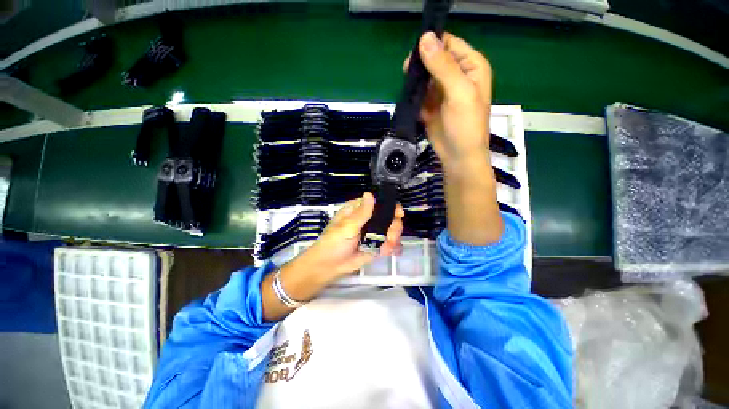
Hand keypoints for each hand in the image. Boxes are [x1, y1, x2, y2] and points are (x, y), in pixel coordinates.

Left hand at [294, 192, 404, 278]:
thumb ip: (362, 213)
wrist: (329, 266)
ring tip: (386, 245)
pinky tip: (389, 250)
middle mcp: (368, 219)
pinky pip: (389, 243)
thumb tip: (370, 193)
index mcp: (358, 210)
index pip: (378, 202)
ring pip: (391, 229)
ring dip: (393, 237)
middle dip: (393, 225)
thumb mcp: (347, 226)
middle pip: (389, 216)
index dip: (390, 206)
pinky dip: (392, 247)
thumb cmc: (334, 242)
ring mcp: (372, 232)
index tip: (399, 213)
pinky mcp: (375, 245)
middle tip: (390, 235)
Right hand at [404, 32, 503, 244]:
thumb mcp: (459, 93)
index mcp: (471, 67)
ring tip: (406, 85)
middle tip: (406, 70)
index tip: (414, 51)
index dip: (432, 44)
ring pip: (425, 77)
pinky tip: (409, 98)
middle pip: (435, 60)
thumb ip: (443, 67)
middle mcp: (457, 76)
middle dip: (421, 64)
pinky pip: (420, 94)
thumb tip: (425, 38)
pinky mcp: (431, 106)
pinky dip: (414, 95)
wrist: (458, 156)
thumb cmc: (466, 125)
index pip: (449, 44)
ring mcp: (442, 92)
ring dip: (416, 80)